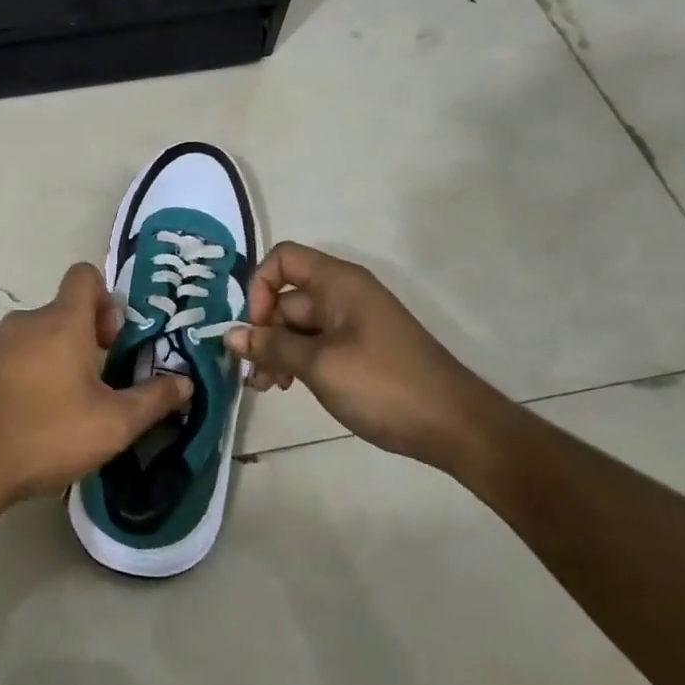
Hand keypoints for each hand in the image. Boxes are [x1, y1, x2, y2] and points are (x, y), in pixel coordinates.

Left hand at [0, 263, 192, 513]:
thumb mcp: (113, 424)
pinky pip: (8, 360)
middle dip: (85, 340)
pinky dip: (24, 377)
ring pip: (34, 338)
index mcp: (61, 322)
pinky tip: (28, 420)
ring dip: (54, 361)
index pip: (85, 275)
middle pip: (62, 312)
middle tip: (98, 385)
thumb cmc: (46, 434)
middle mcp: (24, 321)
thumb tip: (185, 382)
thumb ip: (153, 400)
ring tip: (64, 409)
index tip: (112, 341)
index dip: (106, 298)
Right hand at [223, 242, 508, 471]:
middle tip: (254, 374)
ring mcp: (352, 323)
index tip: (256, 327)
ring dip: (276, 351)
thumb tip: (229, 334)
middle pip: (286, 297)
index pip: (282, 259)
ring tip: (268, 387)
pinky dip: (297, 360)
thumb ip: (272, 346)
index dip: (260, 287)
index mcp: (338, 283)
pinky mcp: (358, 350)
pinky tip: (288, 387)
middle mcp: (344, 294)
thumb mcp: (319, 365)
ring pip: (297, 325)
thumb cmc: (383, 385)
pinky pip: (315, 344)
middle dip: (263, 331)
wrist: (455, 425)